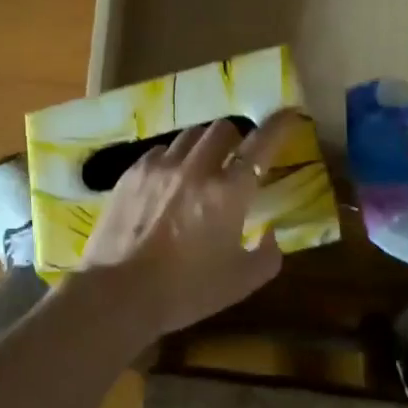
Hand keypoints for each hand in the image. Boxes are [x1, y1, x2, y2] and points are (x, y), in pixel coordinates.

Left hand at [79, 111, 301, 340]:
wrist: (118, 293)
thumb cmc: (185, 291)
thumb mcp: (241, 282)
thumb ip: (268, 255)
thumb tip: (271, 233)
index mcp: (229, 191)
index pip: (261, 143)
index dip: (279, 125)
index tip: (289, 115)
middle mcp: (197, 168)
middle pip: (223, 128)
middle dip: (236, 138)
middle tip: (235, 158)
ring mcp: (161, 166)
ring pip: (190, 135)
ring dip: (203, 146)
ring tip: (200, 167)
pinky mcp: (132, 172)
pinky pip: (160, 150)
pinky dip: (173, 158)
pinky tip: (169, 180)